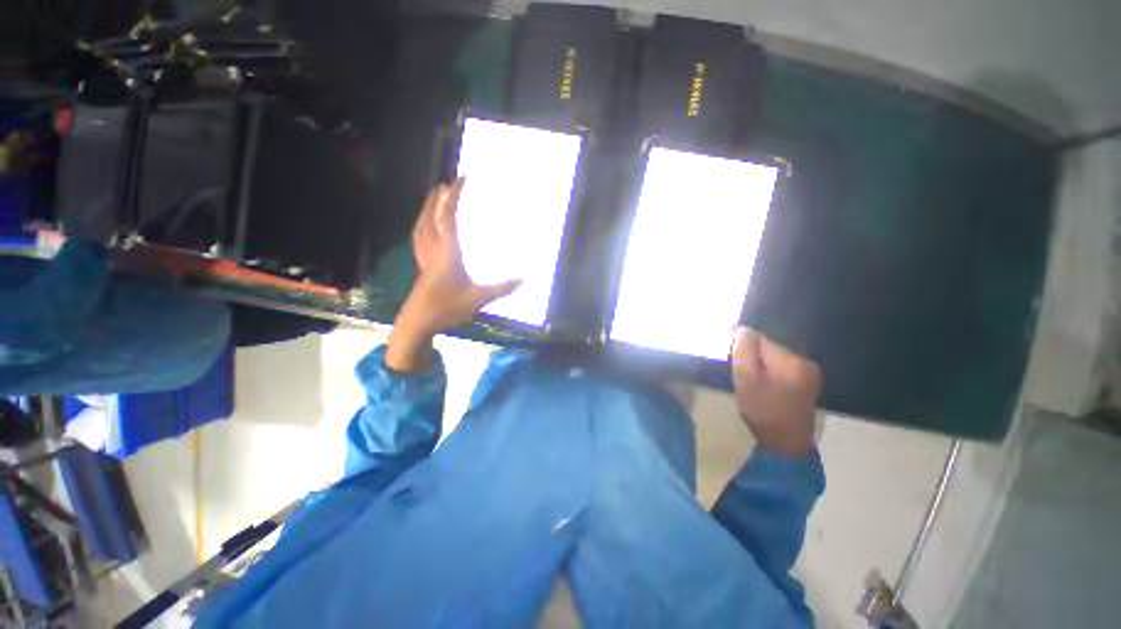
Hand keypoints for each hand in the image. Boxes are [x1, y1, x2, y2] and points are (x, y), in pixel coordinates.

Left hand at [386, 178, 520, 371]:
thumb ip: (501, 289)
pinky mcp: (420, 267)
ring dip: (425, 211)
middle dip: (435, 199)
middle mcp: (433, 250)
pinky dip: (421, 227)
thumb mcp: (478, 299)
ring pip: (420, 227)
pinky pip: (418, 240)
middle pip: (429, 218)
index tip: (461, 180)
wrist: (418, 323)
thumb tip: (523, 279)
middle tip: (442, 185)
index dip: (454, 196)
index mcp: (448, 253)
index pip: (449, 218)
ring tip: (432, 202)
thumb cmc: (447, 308)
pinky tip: (426, 231)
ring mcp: (424, 259)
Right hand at [731, 327, 821, 456]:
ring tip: (740, 367)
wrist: (787, 446)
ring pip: (774, 357)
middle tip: (729, 356)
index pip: (761, 339)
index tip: (722, 332)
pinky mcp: (806, 383)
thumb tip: (742, 330)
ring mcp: (808, 373)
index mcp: (791, 362)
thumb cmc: (764, 413)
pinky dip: (767, 368)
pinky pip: (780, 367)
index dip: (740, 336)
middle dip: (749, 349)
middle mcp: (804, 363)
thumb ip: (744, 353)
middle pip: (769, 347)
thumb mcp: (747, 381)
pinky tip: (757, 377)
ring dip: (757, 359)